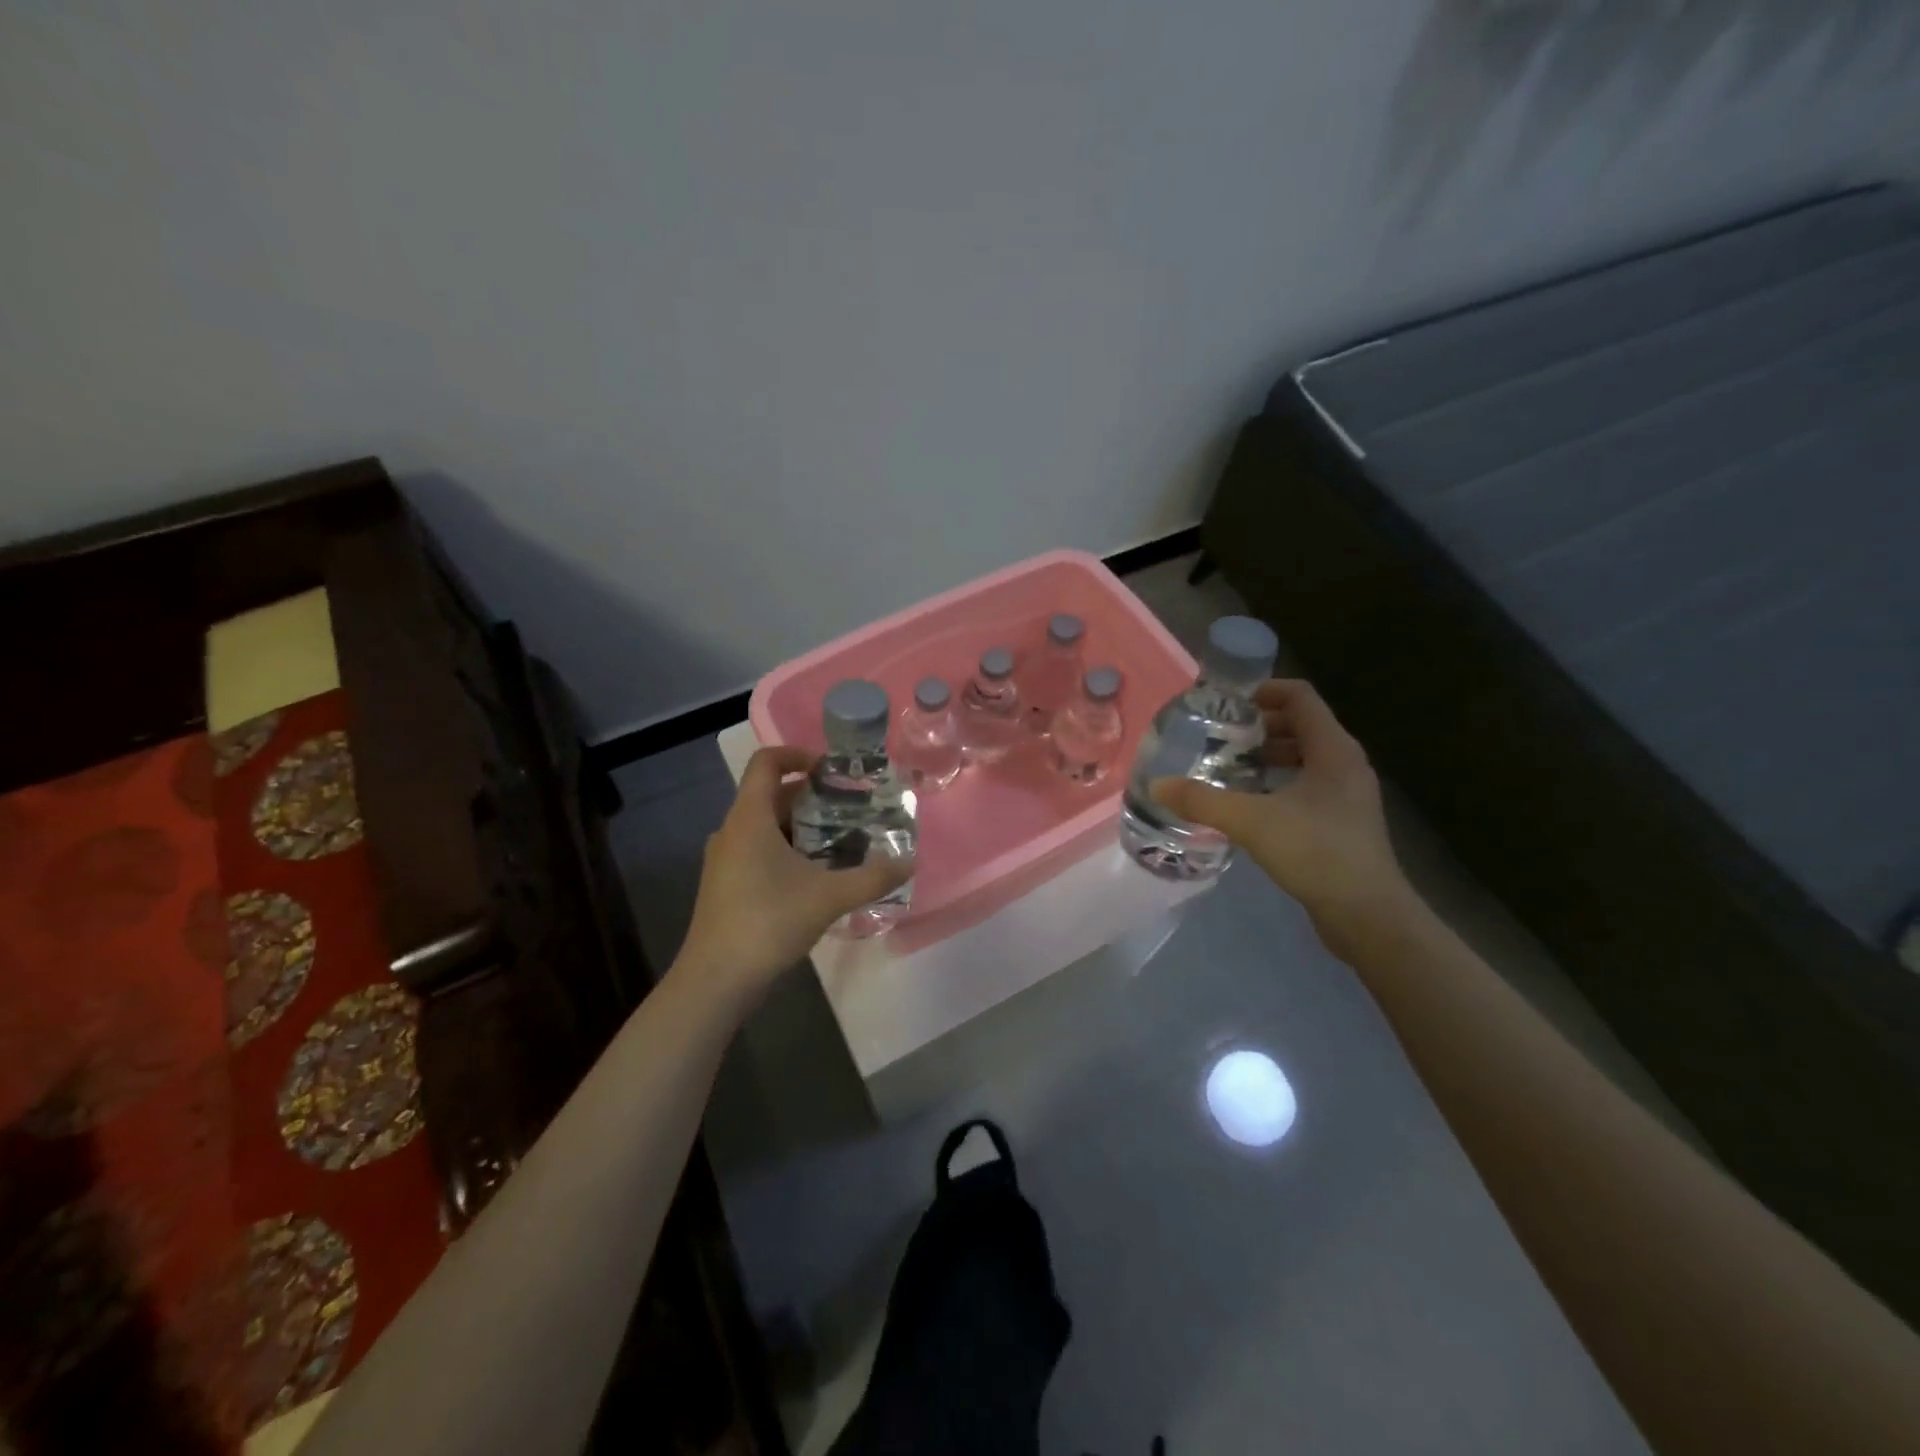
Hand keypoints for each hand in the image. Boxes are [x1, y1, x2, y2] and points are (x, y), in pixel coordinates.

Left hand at [673, 746, 912, 1006]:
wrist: (717, 980)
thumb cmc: (768, 923)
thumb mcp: (829, 897)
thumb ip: (872, 877)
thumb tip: (908, 863)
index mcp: (749, 818)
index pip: (766, 762)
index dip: (798, 754)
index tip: (833, 770)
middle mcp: (732, 830)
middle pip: (771, 794)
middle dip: (812, 796)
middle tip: (850, 807)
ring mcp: (725, 859)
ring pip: (766, 825)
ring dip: (802, 825)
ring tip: (841, 840)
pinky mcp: (726, 884)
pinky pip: (759, 849)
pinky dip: (788, 849)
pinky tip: (817, 875)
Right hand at [1150, 679, 1414, 949]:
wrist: (1368, 915)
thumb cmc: (1317, 853)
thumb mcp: (1251, 822)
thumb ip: (1202, 801)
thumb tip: (1158, 785)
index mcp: (1333, 749)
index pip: (1300, 696)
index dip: (1264, 690)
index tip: (1227, 703)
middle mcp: (1346, 764)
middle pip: (1301, 725)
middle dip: (1260, 726)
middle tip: (1221, 737)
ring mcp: (1348, 794)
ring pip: (1305, 757)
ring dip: (1268, 756)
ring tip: (1230, 767)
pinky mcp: (1344, 822)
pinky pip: (1308, 785)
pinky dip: (1279, 783)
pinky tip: (1250, 804)